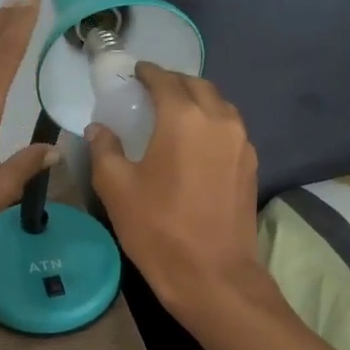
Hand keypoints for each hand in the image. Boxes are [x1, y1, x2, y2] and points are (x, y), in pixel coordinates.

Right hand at [87, 63, 267, 321]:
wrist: (213, 276)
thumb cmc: (158, 228)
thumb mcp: (116, 188)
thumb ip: (104, 149)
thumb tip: (99, 129)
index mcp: (184, 117)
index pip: (165, 80)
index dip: (148, 72)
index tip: (134, 72)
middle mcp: (219, 120)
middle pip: (197, 86)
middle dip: (174, 82)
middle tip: (151, 91)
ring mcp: (241, 143)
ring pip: (219, 105)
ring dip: (197, 100)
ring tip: (174, 113)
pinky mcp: (251, 165)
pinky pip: (230, 128)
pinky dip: (211, 122)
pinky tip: (195, 142)